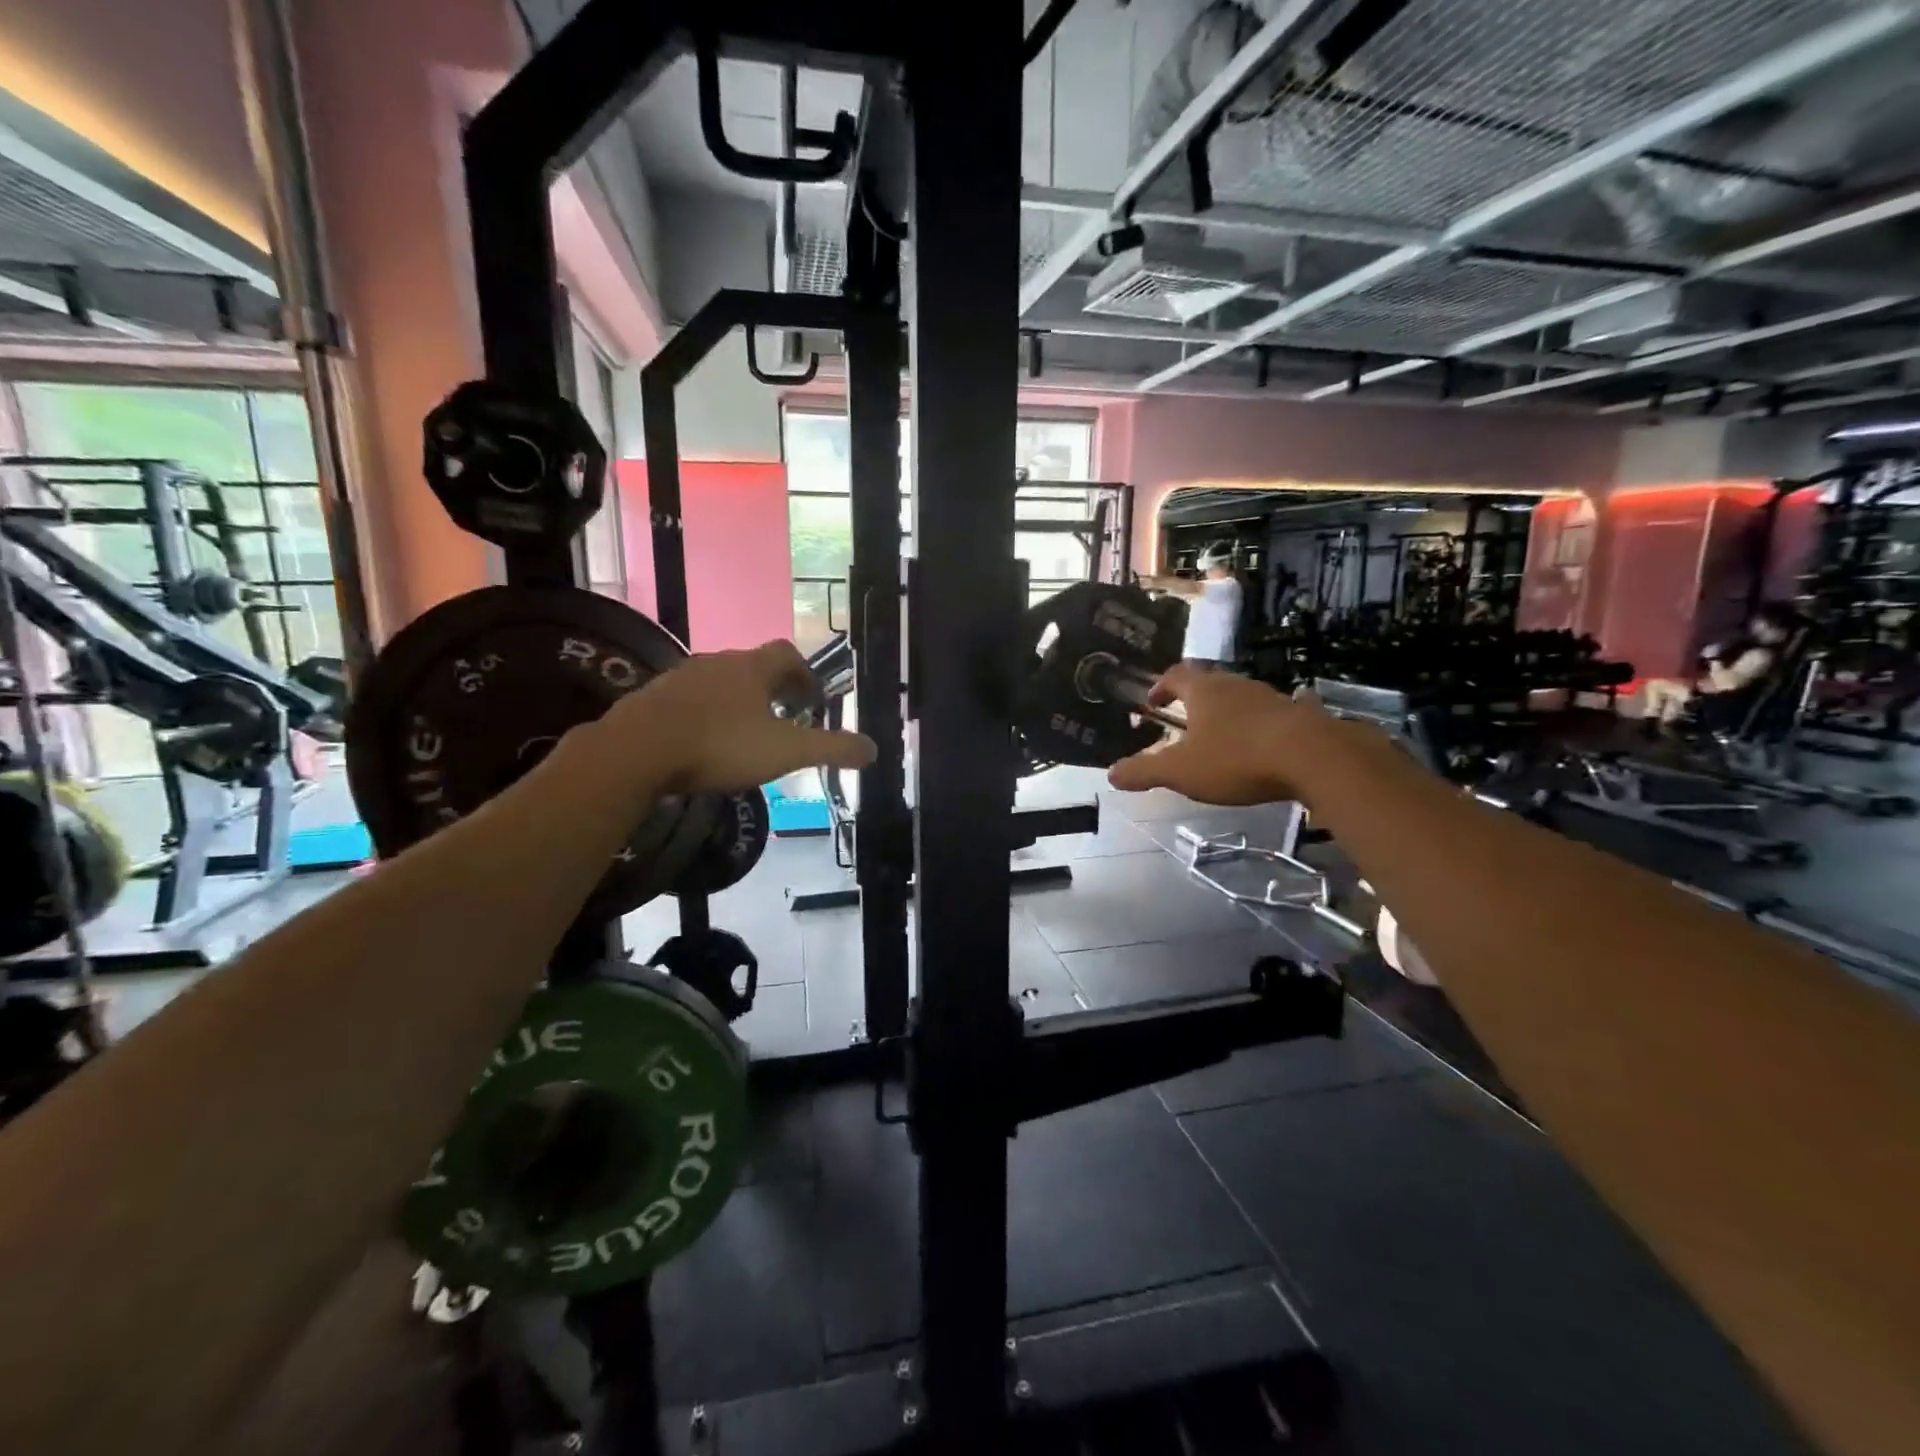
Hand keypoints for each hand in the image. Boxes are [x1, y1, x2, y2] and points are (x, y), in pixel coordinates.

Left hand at [608, 641, 875, 793]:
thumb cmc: (720, 744)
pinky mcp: (652, 698)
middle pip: (752, 666)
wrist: (637, 751)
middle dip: (772, 689)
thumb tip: (873, 749)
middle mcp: (717, 662)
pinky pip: (688, 700)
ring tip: (744, 734)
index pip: (787, 654)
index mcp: (752, 668)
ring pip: (719, 682)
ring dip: (737, 701)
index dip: (805, 674)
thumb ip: (831, 749)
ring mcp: (680, 678)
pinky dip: (704, 714)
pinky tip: (702, 743)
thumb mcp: (786, 751)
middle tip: (783, 720)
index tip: (812, 700)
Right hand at [1107, 667, 1343, 805]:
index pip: (1175, 676)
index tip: (1153, 702)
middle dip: (1194, 699)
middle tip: (1184, 719)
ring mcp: (1270, 697)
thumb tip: (1112, 774)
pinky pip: (1274, 714)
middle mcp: (1236, 685)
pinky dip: (1263, 724)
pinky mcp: (1299, 715)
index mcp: (1203, 692)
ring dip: (1228, 711)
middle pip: (1209, 683)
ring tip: (1221, 735)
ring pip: (1241, 697)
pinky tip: (1266, 741)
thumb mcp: (1180, 771)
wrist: (1312, 757)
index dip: (1161, 687)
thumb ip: (1144, 771)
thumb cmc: (1236, 758)